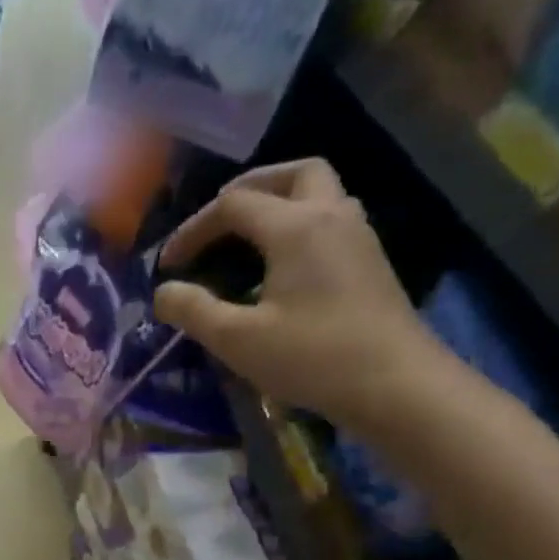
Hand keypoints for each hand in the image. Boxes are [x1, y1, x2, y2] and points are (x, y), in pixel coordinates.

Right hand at [151, 159, 469, 436]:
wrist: (395, 384)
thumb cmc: (311, 358)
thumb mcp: (237, 340)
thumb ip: (193, 311)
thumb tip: (163, 292)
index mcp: (296, 227)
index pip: (233, 205)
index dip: (192, 230)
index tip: (167, 266)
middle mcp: (331, 215)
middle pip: (290, 175)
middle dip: (246, 190)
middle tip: (216, 222)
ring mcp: (357, 236)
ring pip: (317, 193)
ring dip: (277, 203)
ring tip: (244, 239)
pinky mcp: (368, 261)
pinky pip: (328, 220)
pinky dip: (296, 226)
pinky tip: (278, 266)